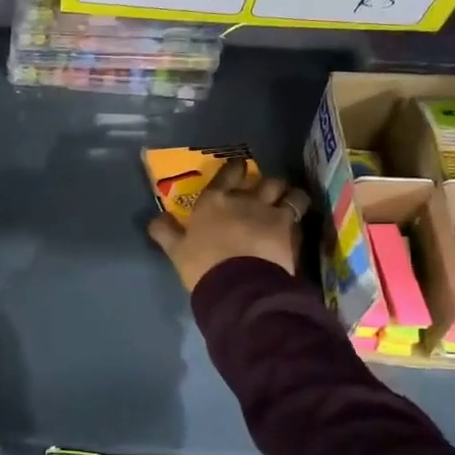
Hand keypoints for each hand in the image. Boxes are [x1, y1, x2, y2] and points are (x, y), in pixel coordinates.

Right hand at [147, 159, 308, 293]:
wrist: (237, 285)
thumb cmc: (202, 265)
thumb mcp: (176, 251)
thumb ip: (166, 232)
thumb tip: (155, 218)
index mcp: (213, 202)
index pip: (227, 174)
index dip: (236, 169)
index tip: (240, 169)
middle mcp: (243, 199)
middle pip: (264, 180)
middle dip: (267, 185)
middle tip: (266, 193)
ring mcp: (269, 211)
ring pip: (289, 192)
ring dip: (289, 195)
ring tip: (290, 202)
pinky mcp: (289, 228)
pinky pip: (300, 213)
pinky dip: (299, 216)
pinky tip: (298, 224)